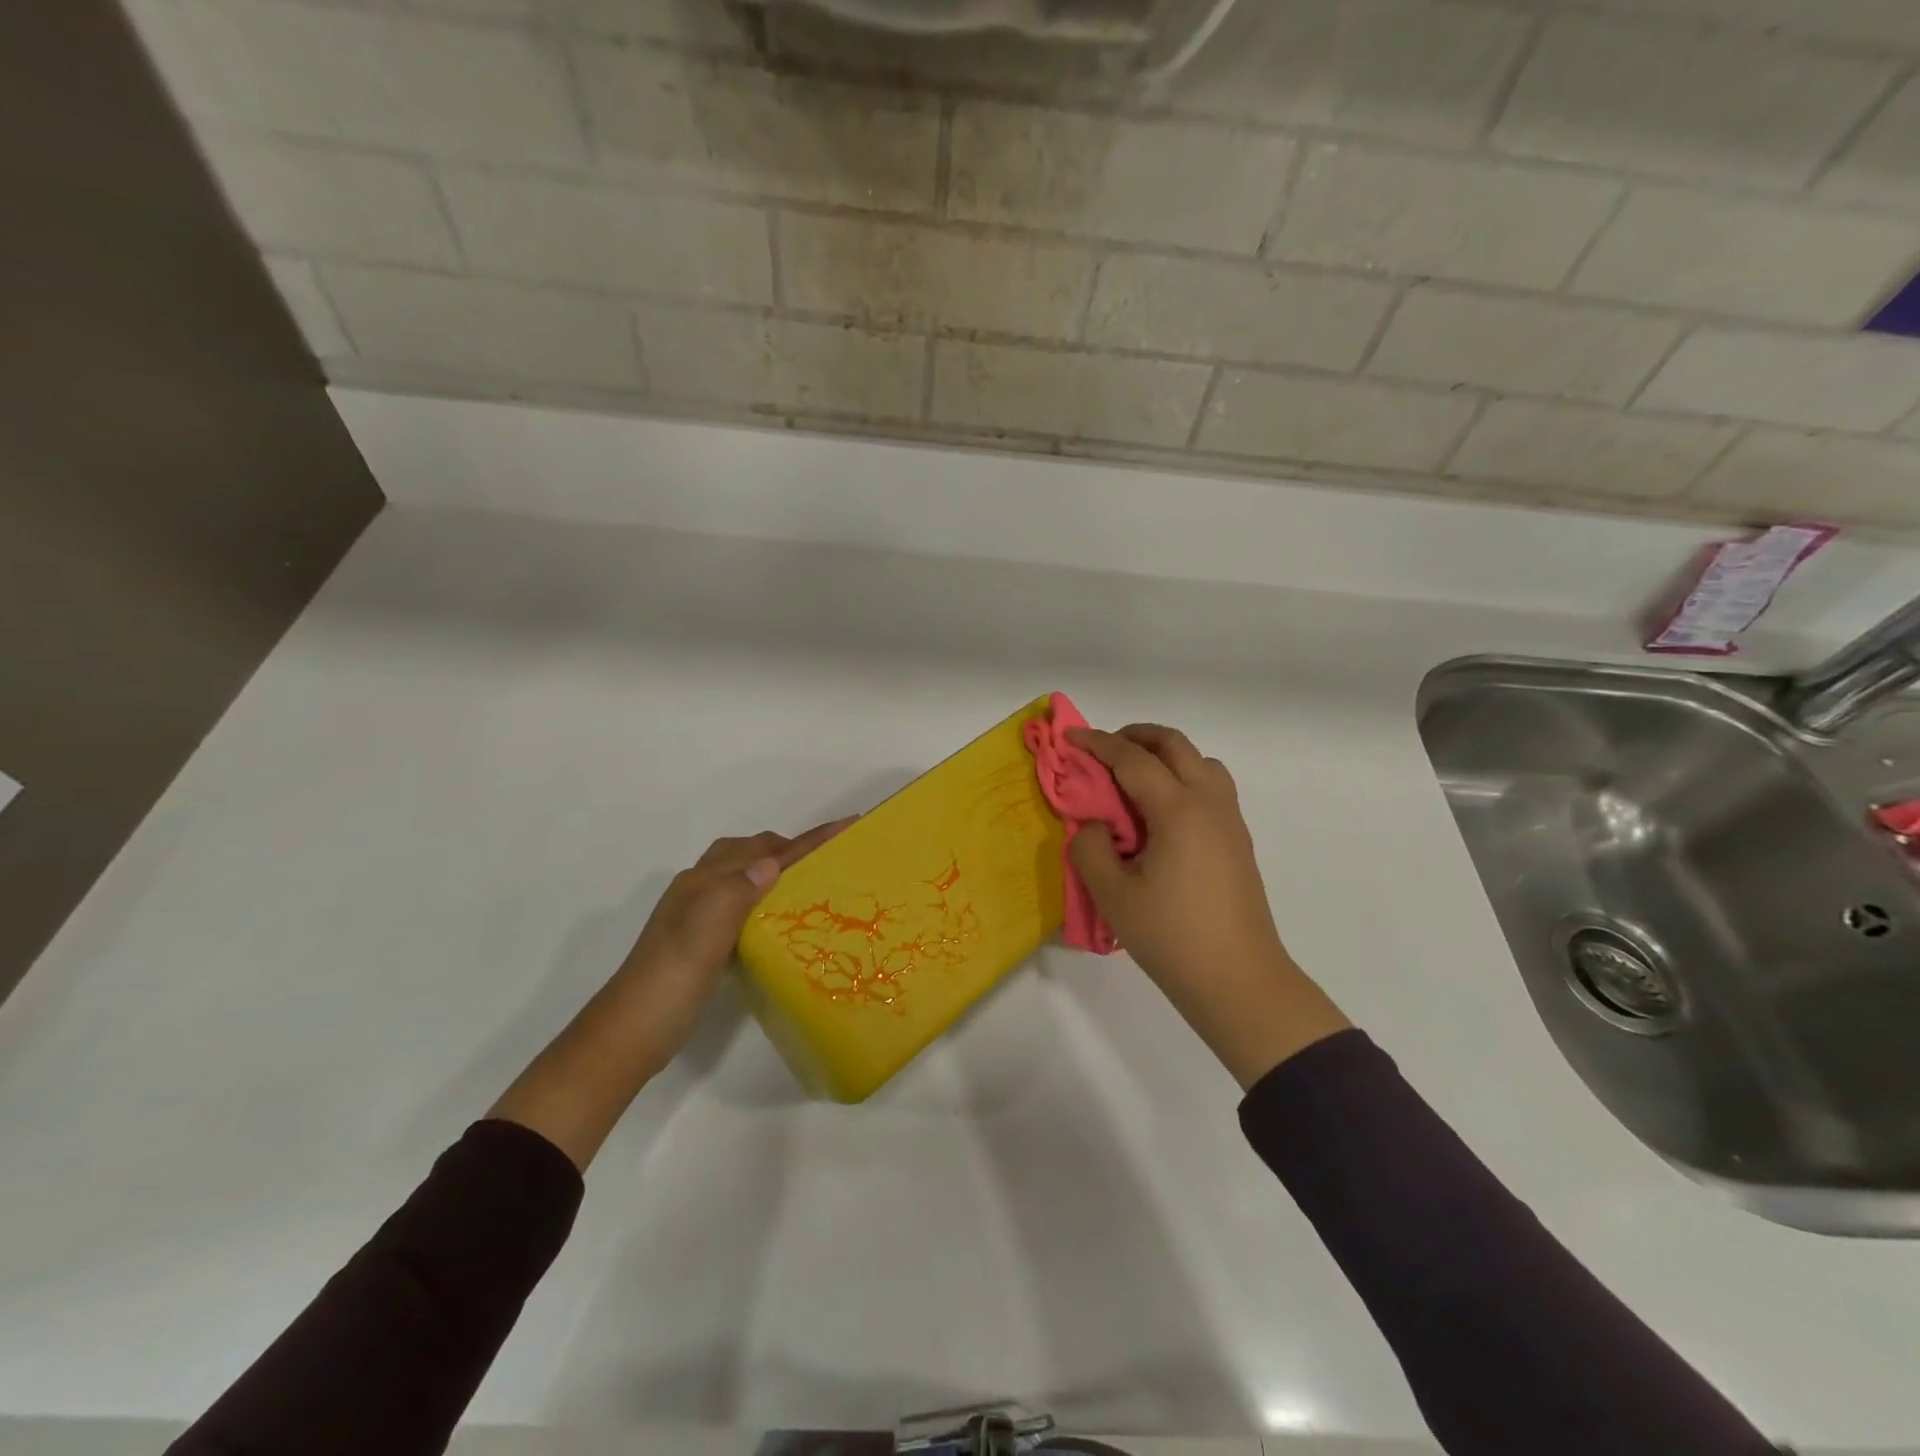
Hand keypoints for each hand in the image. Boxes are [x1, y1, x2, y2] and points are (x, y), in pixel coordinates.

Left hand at [614, 822, 854, 1067]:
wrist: (630, 1032)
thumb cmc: (670, 981)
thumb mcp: (704, 935)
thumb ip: (735, 894)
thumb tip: (772, 863)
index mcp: (704, 881)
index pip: (765, 851)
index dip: (808, 839)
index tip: (848, 825)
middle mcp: (700, 888)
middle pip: (752, 851)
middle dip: (791, 847)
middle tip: (830, 860)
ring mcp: (697, 913)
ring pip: (744, 873)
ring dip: (777, 869)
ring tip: (810, 883)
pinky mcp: (701, 938)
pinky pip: (741, 900)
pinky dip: (765, 896)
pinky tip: (777, 918)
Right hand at [1068, 724, 1348, 1088]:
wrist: (1239, 981)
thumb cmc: (1172, 938)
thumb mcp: (1113, 895)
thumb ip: (1090, 849)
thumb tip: (1094, 826)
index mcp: (1179, 810)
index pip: (1133, 759)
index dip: (1098, 743)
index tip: (1070, 737)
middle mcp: (1209, 803)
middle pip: (1175, 745)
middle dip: (1135, 736)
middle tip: (1102, 750)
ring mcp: (1229, 821)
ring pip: (1200, 762)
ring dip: (1165, 755)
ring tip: (1133, 778)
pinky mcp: (1237, 841)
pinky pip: (1211, 787)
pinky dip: (1182, 778)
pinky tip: (1160, 813)